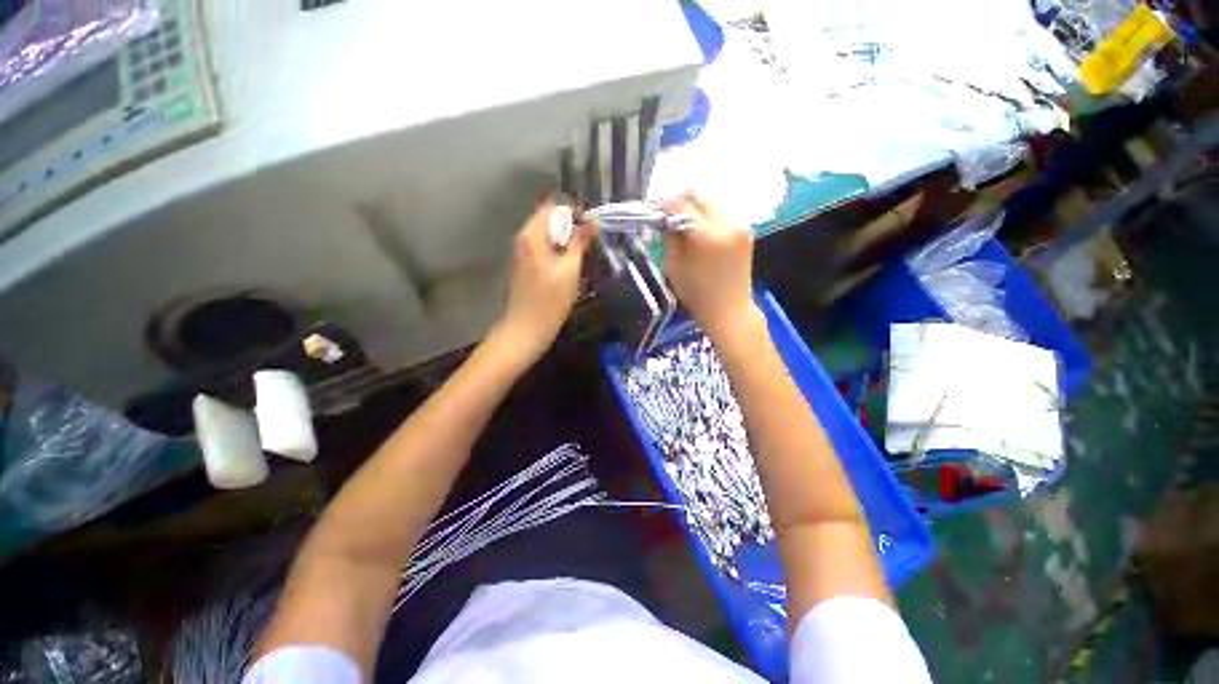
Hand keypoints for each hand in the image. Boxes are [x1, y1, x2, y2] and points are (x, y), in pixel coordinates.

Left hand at [492, 198, 592, 365]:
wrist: (527, 328)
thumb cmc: (551, 300)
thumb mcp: (570, 269)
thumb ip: (580, 243)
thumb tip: (592, 223)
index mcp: (532, 235)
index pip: (552, 205)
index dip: (573, 210)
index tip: (590, 225)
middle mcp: (523, 239)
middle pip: (548, 219)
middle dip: (571, 225)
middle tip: (590, 240)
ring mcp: (522, 253)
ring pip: (546, 235)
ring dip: (565, 239)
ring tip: (583, 252)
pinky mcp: (524, 266)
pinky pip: (543, 248)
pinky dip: (557, 250)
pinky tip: (569, 265)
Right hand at [662, 194, 757, 337]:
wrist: (729, 310)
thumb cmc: (696, 294)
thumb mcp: (673, 266)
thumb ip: (669, 238)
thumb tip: (665, 220)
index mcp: (707, 235)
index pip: (682, 205)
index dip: (665, 205)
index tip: (654, 210)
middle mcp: (727, 224)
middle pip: (700, 198)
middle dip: (681, 204)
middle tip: (667, 216)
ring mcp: (740, 226)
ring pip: (712, 204)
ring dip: (695, 210)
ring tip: (683, 225)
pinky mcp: (746, 232)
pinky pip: (722, 215)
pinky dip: (708, 219)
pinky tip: (699, 233)